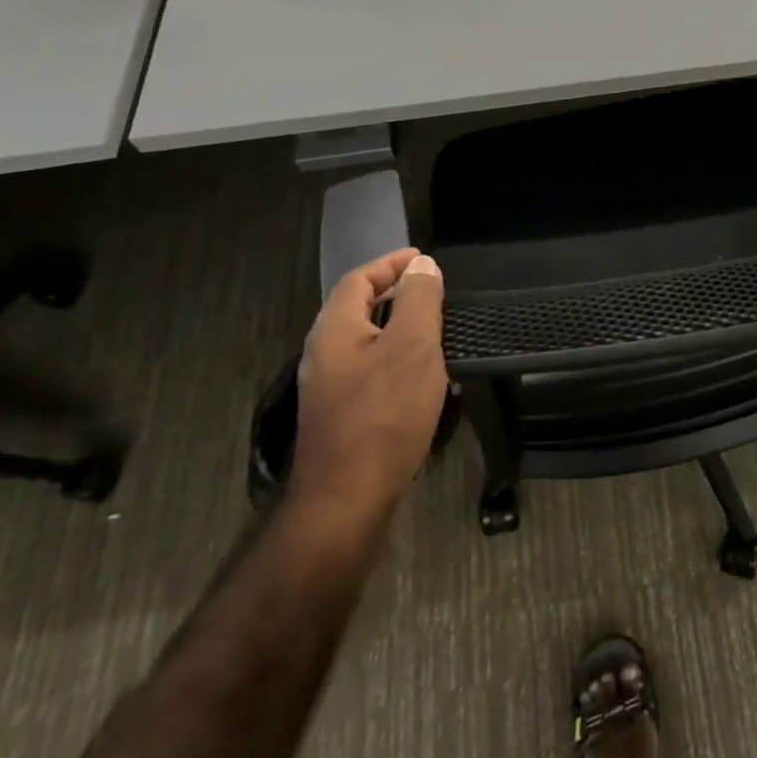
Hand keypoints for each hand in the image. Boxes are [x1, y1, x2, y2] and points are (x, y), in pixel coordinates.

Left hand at [290, 248, 447, 519]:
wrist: (347, 498)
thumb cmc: (384, 414)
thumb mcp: (413, 347)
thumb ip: (419, 301)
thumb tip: (422, 265)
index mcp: (335, 329)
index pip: (359, 279)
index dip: (391, 264)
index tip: (424, 259)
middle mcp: (323, 353)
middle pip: (357, 308)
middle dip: (393, 292)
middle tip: (432, 289)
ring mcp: (327, 388)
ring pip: (363, 340)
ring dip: (396, 326)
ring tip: (433, 326)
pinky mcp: (339, 415)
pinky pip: (368, 369)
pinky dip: (394, 357)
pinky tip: (420, 375)